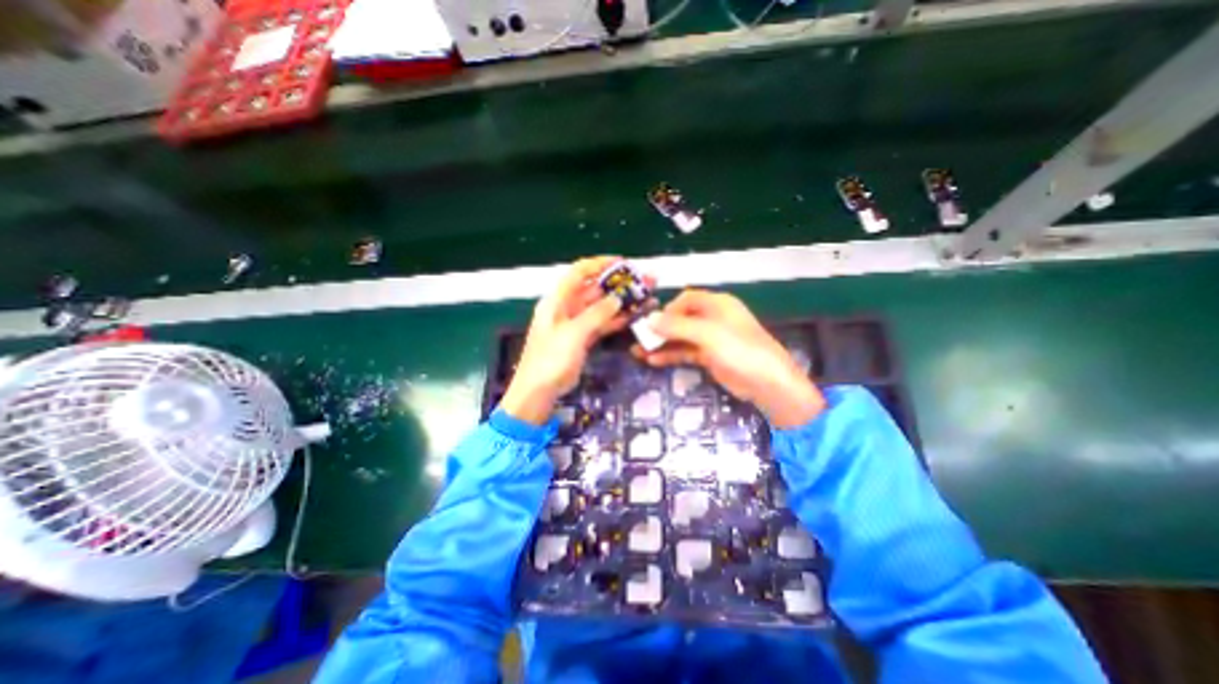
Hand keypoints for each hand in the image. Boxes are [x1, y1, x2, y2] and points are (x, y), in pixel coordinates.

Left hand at [500, 257, 632, 425]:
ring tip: (648, 296)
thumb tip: (618, 297)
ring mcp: (576, 324)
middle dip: (619, 284)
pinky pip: (603, 324)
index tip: (624, 263)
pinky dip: (619, 319)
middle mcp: (567, 307)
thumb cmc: (550, 359)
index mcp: (557, 300)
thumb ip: (597, 314)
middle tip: (645, 281)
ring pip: (602, 307)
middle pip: (595, 289)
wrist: (539, 392)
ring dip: (623, 302)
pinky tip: (637, 315)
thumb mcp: (573, 334)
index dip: (600, 264)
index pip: (579, 272)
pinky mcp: (584, 338)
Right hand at [635, 288, 821, 428]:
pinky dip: (671, 355)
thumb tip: (648, 320)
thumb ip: (677, 326)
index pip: (686, 299)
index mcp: (717, 304)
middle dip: (659, 329)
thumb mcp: (707, 334)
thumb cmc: (740, 350)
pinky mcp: (709, 357)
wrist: (767, 384)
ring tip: (638, 353)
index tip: (652, 323)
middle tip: (638, 339)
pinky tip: (653, 361)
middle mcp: (713, 318)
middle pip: (680, 318)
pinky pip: (685, 352)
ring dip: (661, 344)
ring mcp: (711, 339)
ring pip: (681, 337)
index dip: (668, 309)